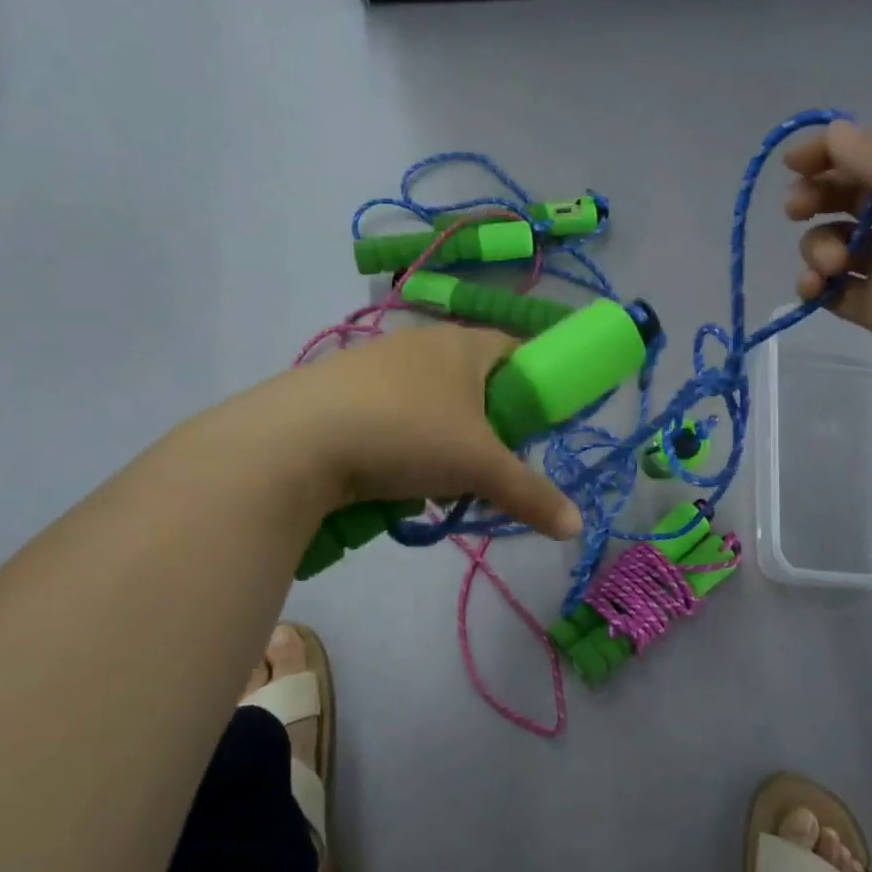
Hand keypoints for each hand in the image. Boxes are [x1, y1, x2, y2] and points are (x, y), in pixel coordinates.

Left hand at [217, 325, 582, 539]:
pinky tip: (387, 477)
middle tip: (483, 465)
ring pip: (428, 400)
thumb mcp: (480, 469)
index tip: (533, 427)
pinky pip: (388, 411)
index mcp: (463, 344)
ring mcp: (374, 361)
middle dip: (484, 425)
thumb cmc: (409, 435)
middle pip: (472, 380)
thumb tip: (576, 528)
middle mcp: (421, 343)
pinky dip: (399, 442)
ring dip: (440, 439)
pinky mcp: (338, 386)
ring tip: (432, 482)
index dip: (532, 385)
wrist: (296, 440)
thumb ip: (531, 495)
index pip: (515, 350)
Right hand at [786, 122, 871, 420]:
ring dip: (818, 245)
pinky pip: (834, 289)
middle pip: (851, 193)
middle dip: (818, 194)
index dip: (836, 149)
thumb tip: (835, 129)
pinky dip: (816, 286)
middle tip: (796, 208)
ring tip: (830, 266)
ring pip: (836, 240)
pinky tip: (815, 291)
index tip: (795, 161)